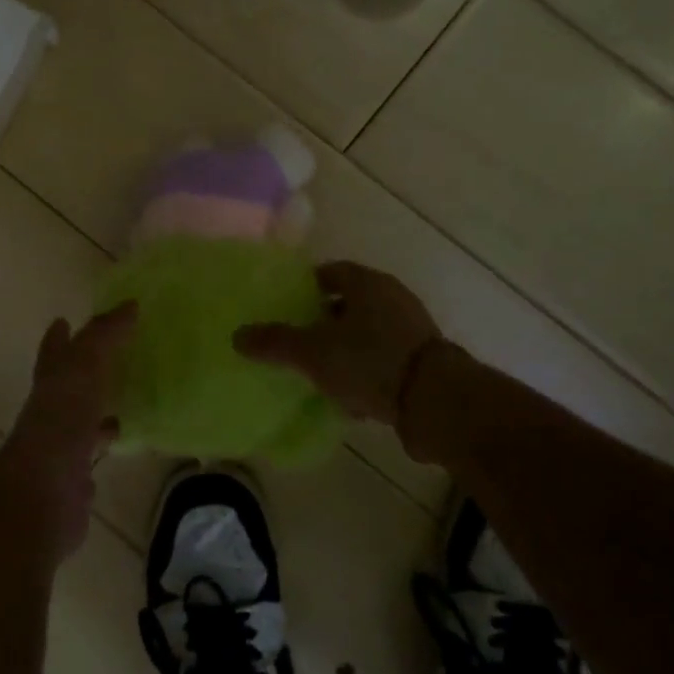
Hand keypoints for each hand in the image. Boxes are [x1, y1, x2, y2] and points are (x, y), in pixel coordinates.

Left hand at [0, 303, 135, 561]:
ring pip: (81, 417)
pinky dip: (105, 442)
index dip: (59, 336)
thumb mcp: (85, 365)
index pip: (54, 350)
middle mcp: (51, 409)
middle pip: (67, 383)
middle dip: (82, 370)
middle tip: (109, 356)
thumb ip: (105, 335)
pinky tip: (126, 438)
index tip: (63, 320)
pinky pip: (93, 450)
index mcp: (51, 380)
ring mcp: (60, 444)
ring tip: (126, 395)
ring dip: (97, 407)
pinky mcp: (74, 476)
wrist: (43, 492)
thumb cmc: (62, 419)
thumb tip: (129, 305)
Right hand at [234, 261, 444, 430]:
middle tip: (299, 339)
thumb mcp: (312, 352)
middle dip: (323, 320)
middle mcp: (392, 297)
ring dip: (346, 348)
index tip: (287, 306)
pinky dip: (367, 371)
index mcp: (366, 282)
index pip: (330, 272)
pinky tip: (351, 397)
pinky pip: (385, 358)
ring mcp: (412, 328)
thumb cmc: (369, 360)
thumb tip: (237, 335)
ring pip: (367, 332)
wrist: (437, 402)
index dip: (306, 286)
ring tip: (321, 371)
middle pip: (349, 302)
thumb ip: (274, 342)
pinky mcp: (425, 360)